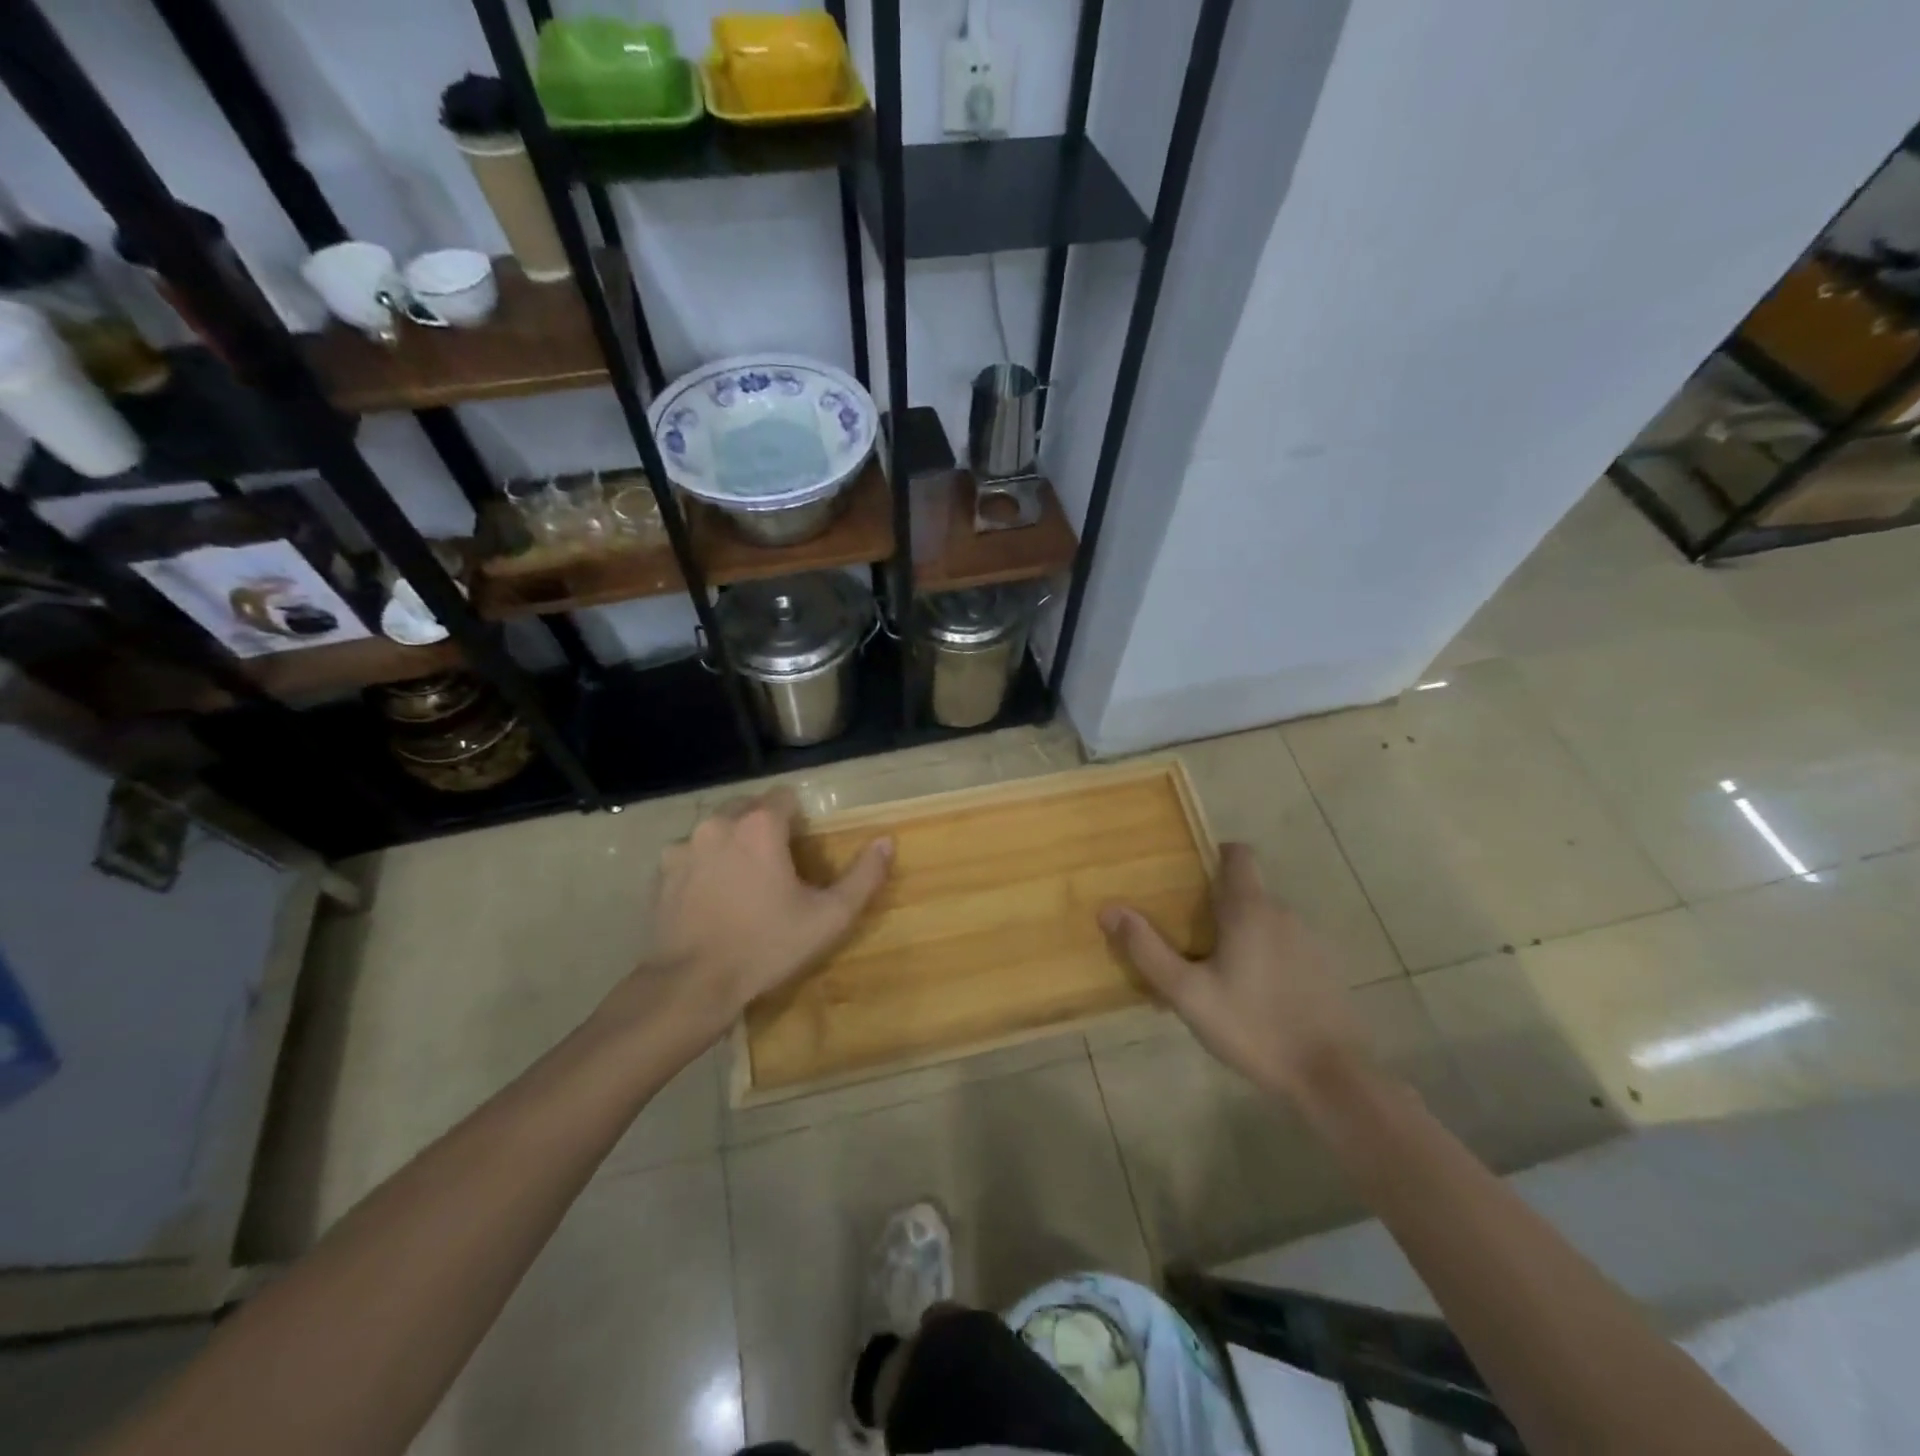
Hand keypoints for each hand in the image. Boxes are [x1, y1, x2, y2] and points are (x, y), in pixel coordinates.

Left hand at [647, 789, 892, 1031]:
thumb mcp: (829, 917)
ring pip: (718, 828)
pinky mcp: (661, 872)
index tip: (803, 850)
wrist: (691, 986)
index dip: (798, 818)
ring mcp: (684, 846)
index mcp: (759, 826)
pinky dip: (705, 865)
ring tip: (743, 882)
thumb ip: (863, 876)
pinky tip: (713, 899)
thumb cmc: (766, 946)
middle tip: (778, 866)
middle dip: (764, 827)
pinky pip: (691, 854)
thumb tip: (887, 841)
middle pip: (748, 806)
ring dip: (733, 843)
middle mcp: (718, 824)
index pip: (785, 796)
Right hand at [1100, 842, 1371, 1102]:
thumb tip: (1109, 910)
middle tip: (1182, 936)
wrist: (1332, 1078)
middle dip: (1213, 904)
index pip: (1238, 854)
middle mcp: (1284, 914)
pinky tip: (1248, 996)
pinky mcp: (1324, 970)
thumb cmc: (1254, 1026)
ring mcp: (1309, 942)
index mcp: (1251, 909)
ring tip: (1211, 972)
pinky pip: (1283, 946)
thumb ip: (1147, 950)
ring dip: (1238, 933)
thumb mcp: (1188, 993)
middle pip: (1245, 890)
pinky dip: (1262, 956)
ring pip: (1264, 921)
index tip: (1186, 878)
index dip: (1212, 855)